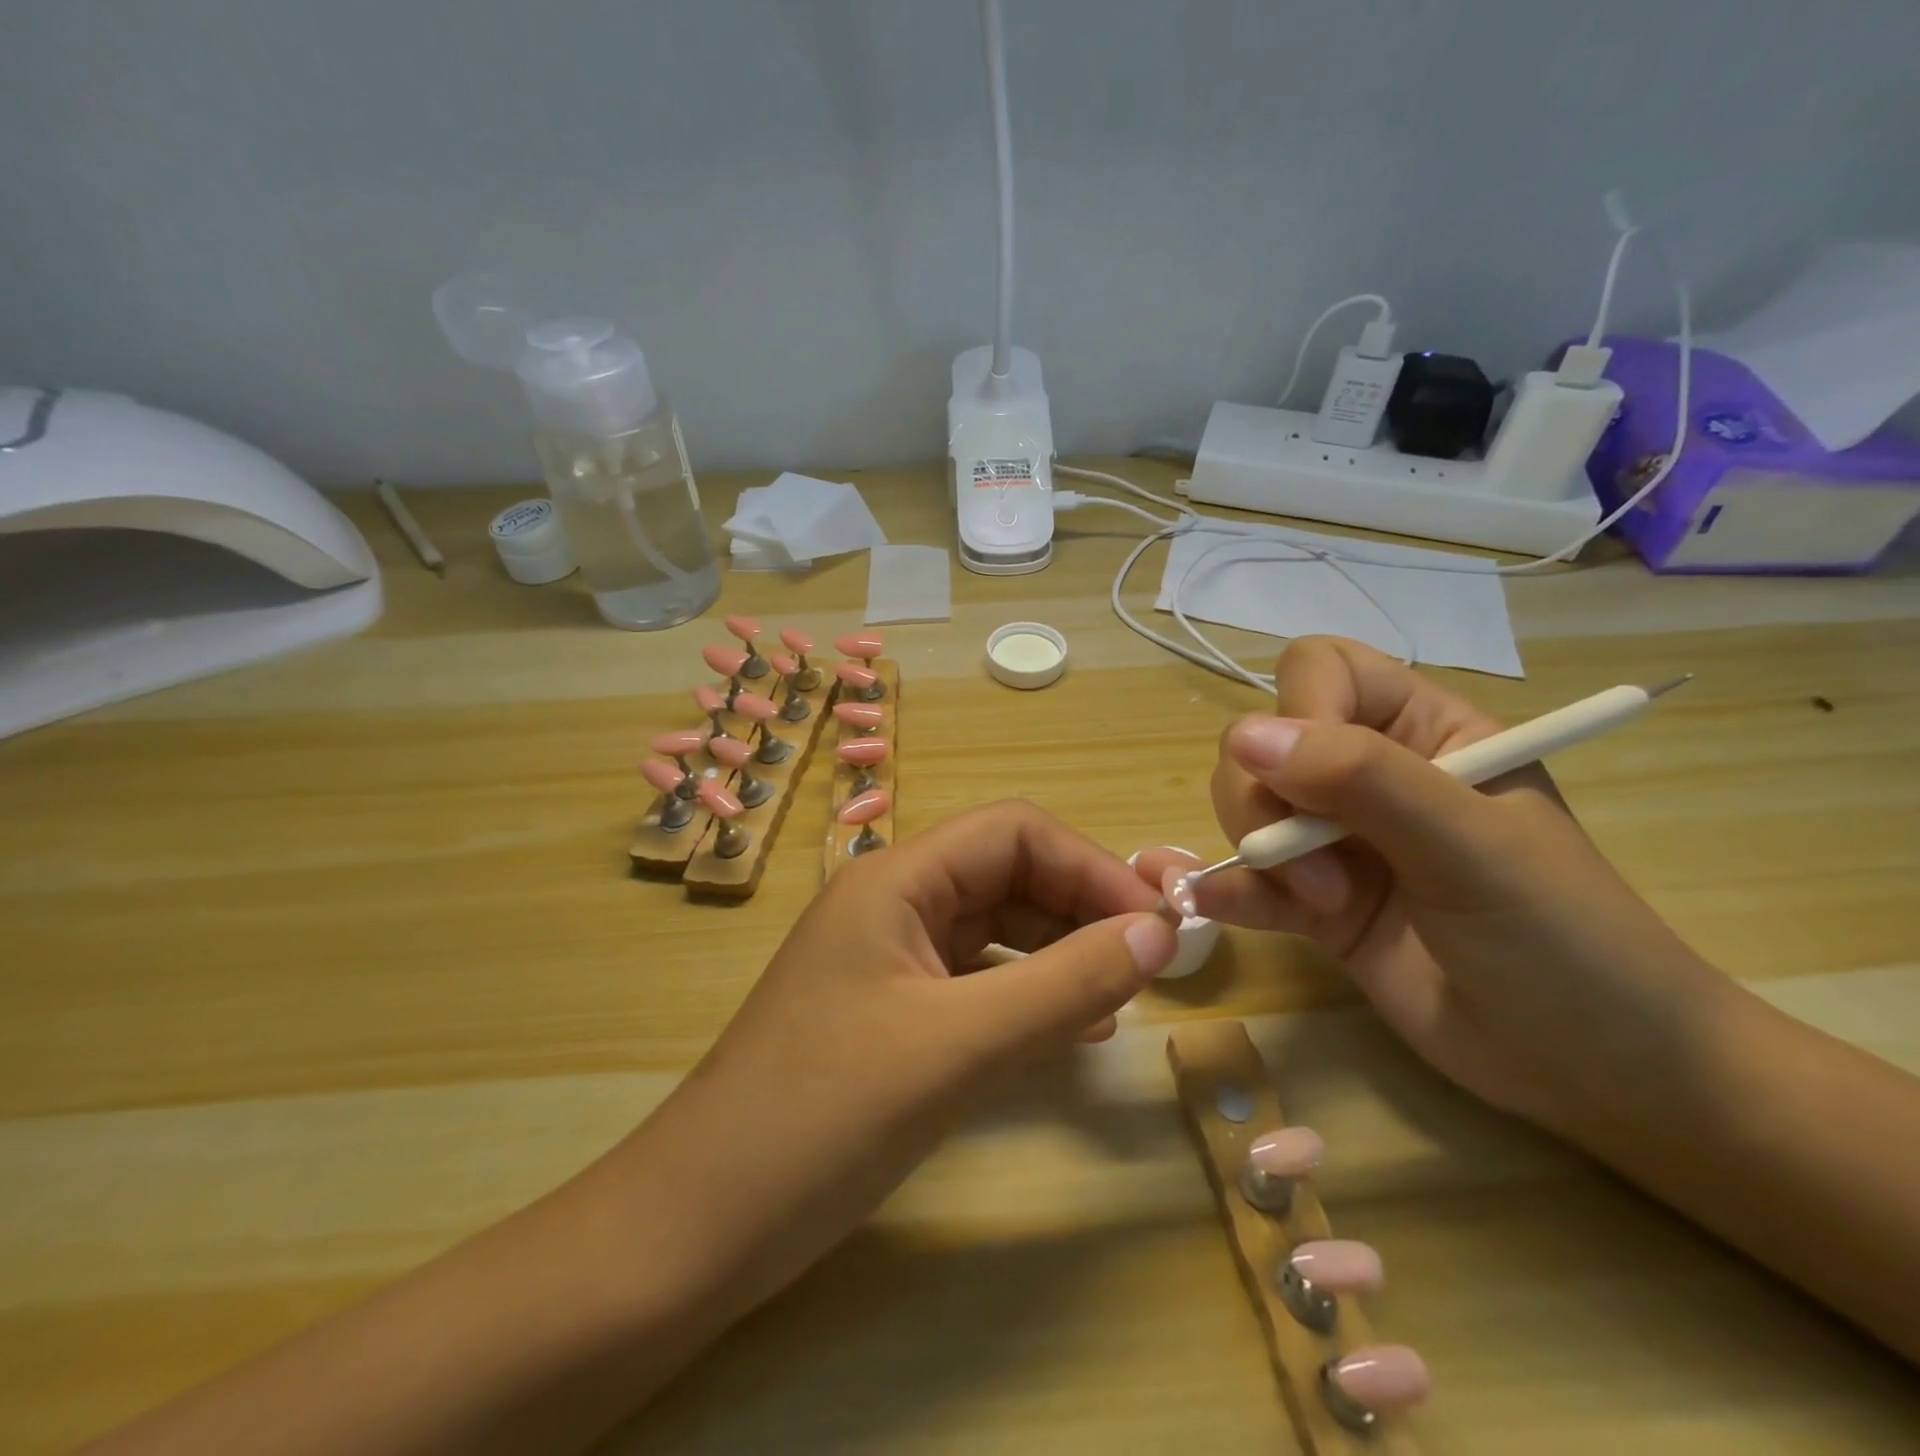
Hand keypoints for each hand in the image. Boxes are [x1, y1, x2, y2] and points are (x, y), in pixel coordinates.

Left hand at [628, 800, 1177, 1308]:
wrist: (699, 1225)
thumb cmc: (823, 1117)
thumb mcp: (959, 1046)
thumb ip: (1065, 984)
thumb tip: (1160, 933)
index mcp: (895, 879)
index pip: (1013, 832)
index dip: (1090, 866)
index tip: (1156, 923)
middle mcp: (892, 903)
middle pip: (1006, 874)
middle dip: (1080, 906)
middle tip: (1149, 962)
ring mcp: (888, 958)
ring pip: (994, 929)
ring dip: (1059, 951)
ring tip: (1118, 996)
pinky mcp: (890, 1012)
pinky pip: (975, 981)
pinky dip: (1027, 994)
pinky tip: (1070, 1030)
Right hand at [1137, 637, 1736, 1136]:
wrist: (1595, 1072)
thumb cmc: (1564, 939)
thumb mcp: (1472, 845)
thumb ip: (1363, 780)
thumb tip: (1245, 737)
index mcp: (1424, 731)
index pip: (1324, 672)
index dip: (1299, 711)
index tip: (1306, 779)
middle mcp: (1369, 775)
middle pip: (1263, 742)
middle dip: (1266, 801)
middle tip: (1315, 870)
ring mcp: (1336, 840)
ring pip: (1246, 804)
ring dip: (1259, 851)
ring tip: (1320, 906)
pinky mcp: (1314, 902)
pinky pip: (1249, 878)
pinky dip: (1229, 890)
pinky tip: (1214, 906)